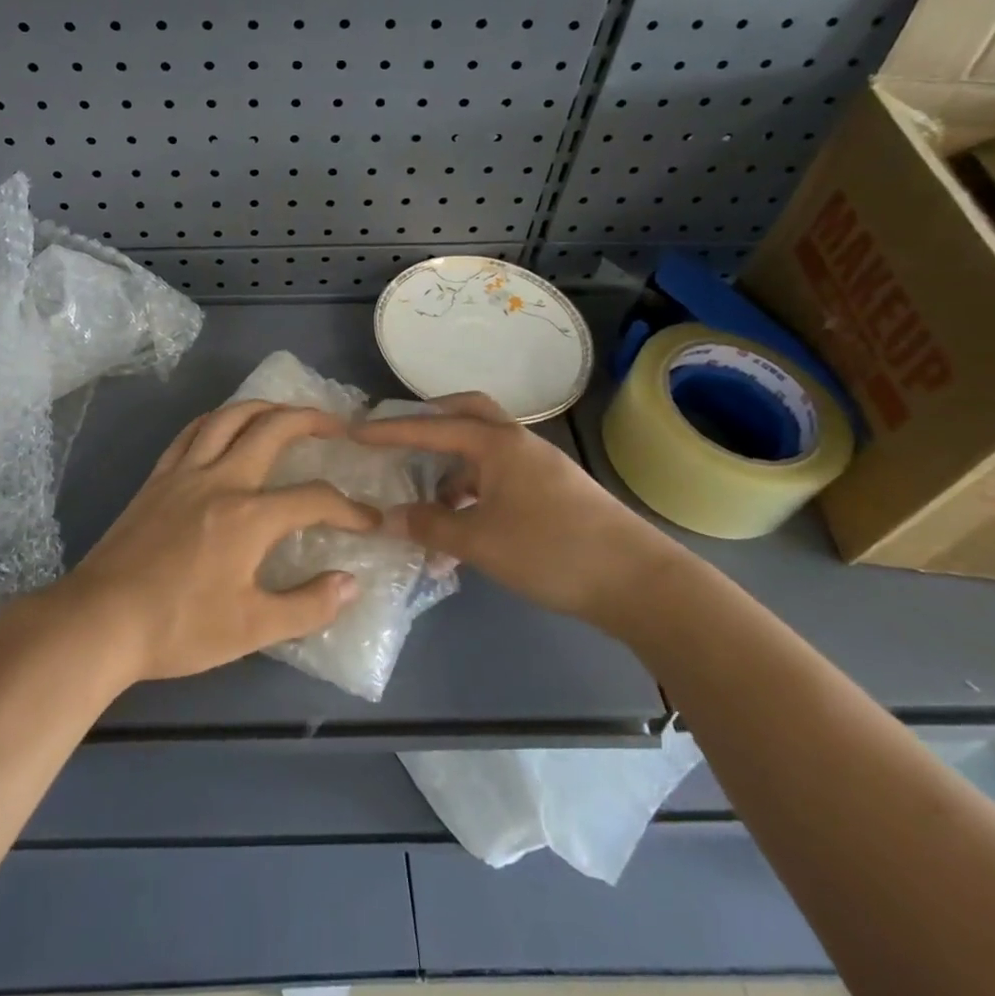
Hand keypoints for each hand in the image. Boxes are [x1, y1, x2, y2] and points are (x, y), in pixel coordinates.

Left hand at [53, 402, 376, 681]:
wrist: (101, 621)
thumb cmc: (179, 628)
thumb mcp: (252, 628)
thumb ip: (308, 605)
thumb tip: (351, 582)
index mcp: (250, 517)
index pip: (314, 498)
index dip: (349, 508)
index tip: (369, 521)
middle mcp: (221, 480)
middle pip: (273, 429)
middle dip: (311, 420)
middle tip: (337, 425)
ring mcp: (184, 473)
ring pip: (229, 418)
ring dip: (264, 407)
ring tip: (286, 412)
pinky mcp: (157, 478)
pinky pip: (191, 432)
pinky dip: (217, 419)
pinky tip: (225, 425)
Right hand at [353, 392, 683, 630]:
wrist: (639, 581)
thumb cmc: (551, 550)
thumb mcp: (480, 542)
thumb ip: (430, 527)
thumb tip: (389, 517)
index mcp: (496, 444)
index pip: (431, 428)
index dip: (390, 431)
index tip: (355, 432)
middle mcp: (517, 443)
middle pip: (468, 414)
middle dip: (431, 421)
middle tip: (400, 439)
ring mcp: (539, 466)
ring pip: (484, 453)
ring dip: (452, 472)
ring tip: (428, 510)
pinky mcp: (554, 492)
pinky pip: (501, 479)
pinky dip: (475, 495)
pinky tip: (465, 531)